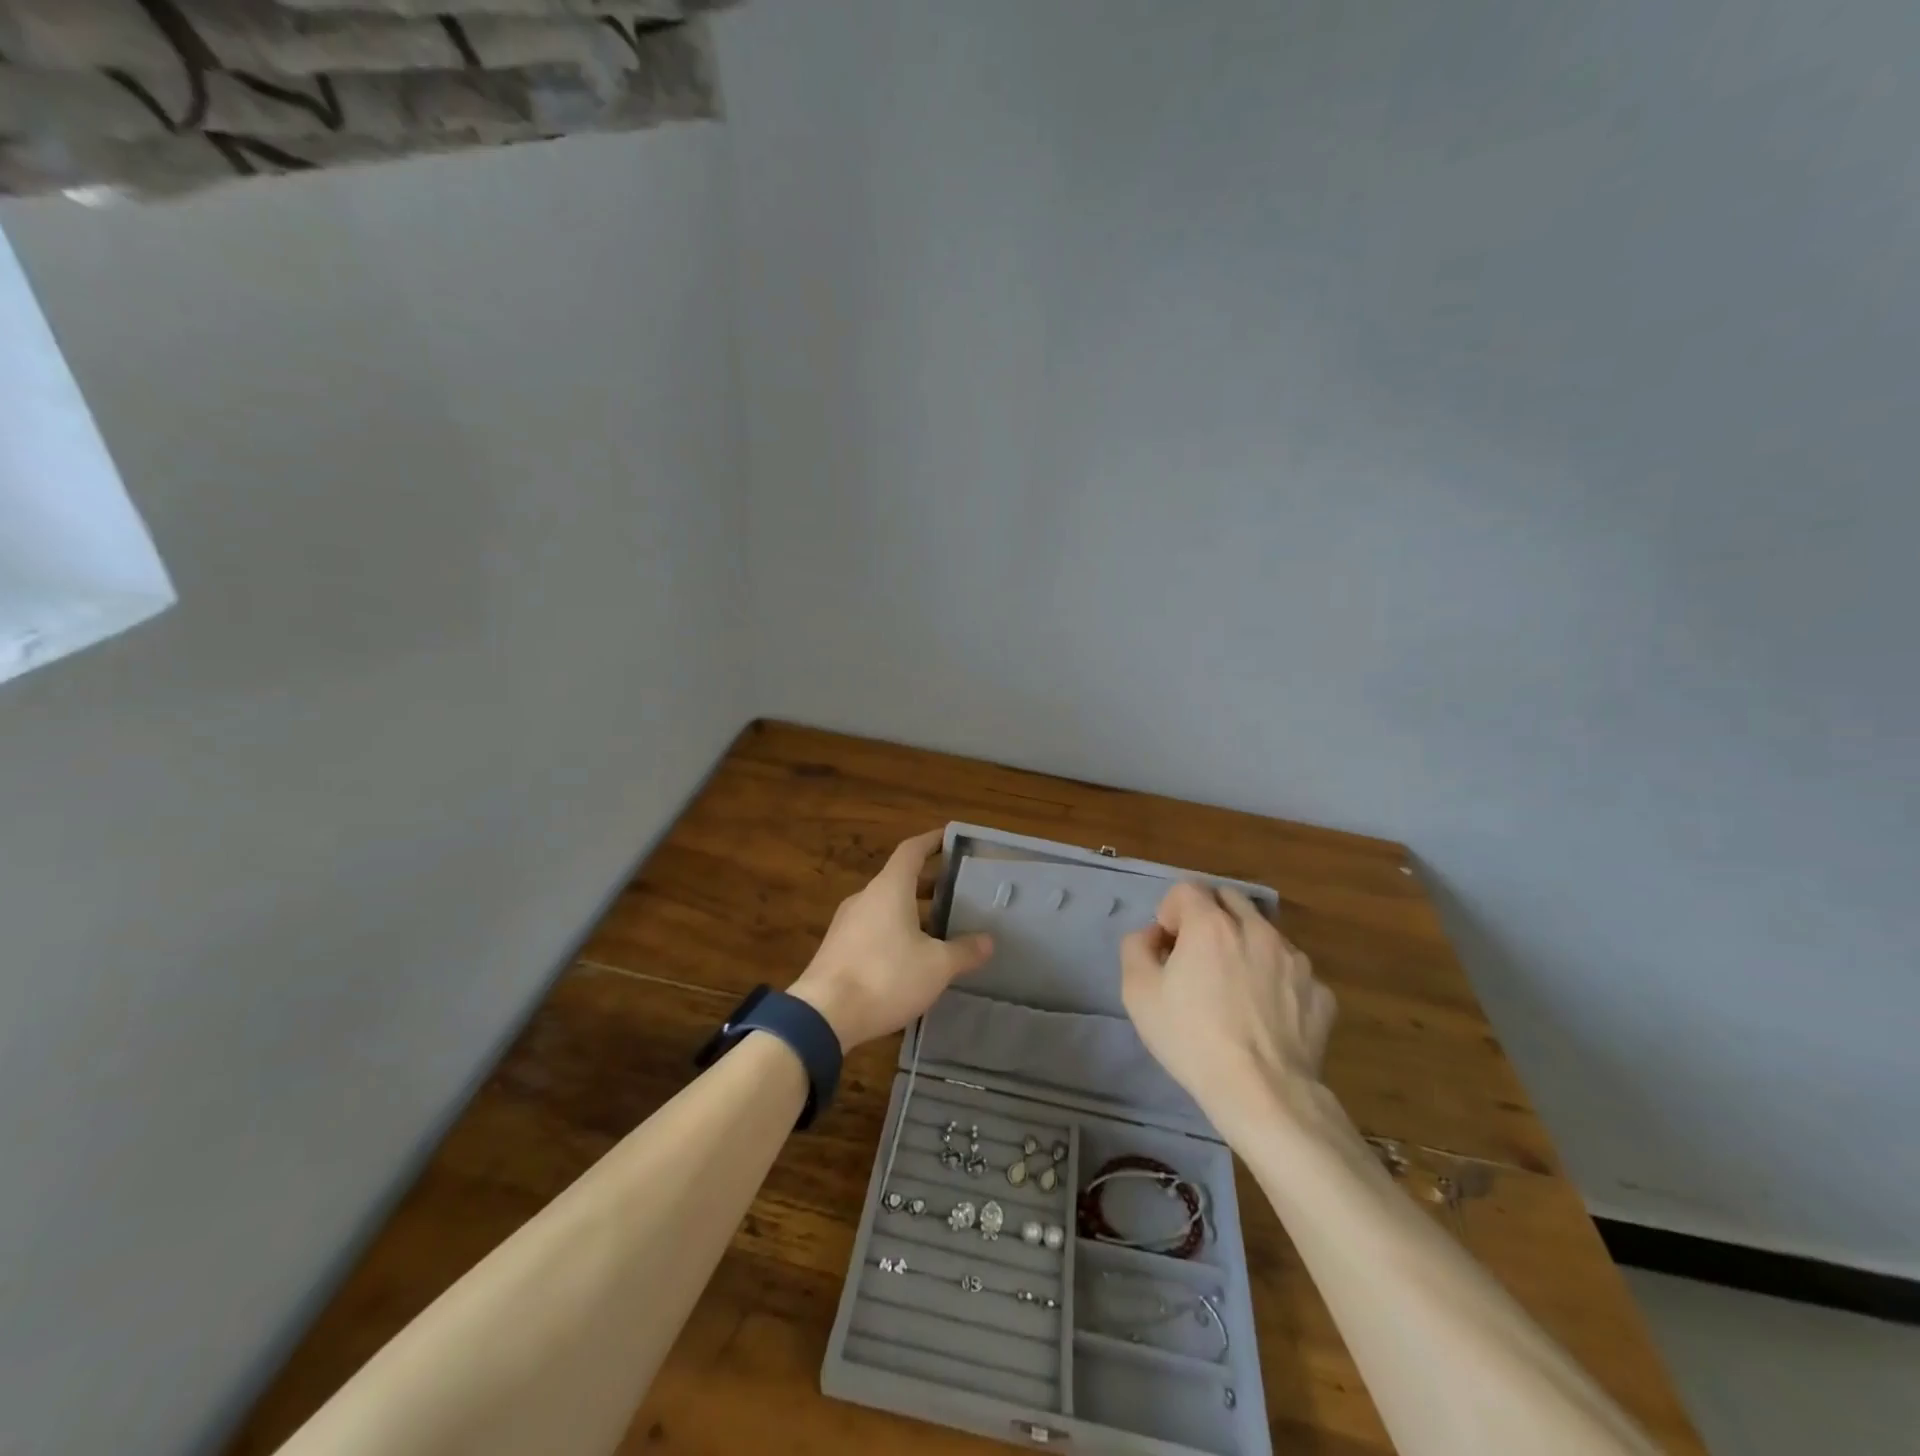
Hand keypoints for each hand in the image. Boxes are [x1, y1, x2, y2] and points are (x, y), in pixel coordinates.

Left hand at [789, 830, 994, 1049]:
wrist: (823, 1015)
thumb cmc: (885, 977)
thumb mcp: (936, 966)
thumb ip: (964, 951)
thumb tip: (988, 941)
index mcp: (890, 888)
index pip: (912, 850)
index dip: (932, 841)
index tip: (950, 838)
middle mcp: (866, 897)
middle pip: (899, 878)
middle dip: (928, 882)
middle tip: (956, 890)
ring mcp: (847, 923)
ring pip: (885, 905)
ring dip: (911, 909)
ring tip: (939, 926)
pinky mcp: (837, 948)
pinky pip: (872, 928)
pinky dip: (894, 930)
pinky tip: (910, 956)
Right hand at [1120, 882, 1335, 1131]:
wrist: (1263, 1094)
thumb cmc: (1192, 1039)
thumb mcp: (1137, 992)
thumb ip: (1136, 947)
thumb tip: (1153, 936)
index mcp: (1211, 924)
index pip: (1186, 889)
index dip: (1170, 912)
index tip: (1167, 946)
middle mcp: (1257, 929)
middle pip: (1229, 899)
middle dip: (1209, 916)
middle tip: (1198, 956)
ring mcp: (1296, 960)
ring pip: (1264, 933)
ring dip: (1245, 945)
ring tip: (1235, 989)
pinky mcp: (1321, 992)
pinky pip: (1291, 972)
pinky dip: (1276, 981)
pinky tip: (1266, 1016)